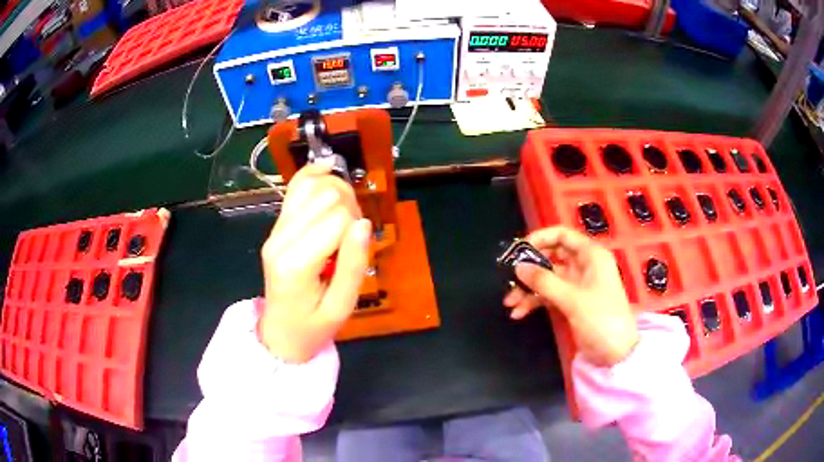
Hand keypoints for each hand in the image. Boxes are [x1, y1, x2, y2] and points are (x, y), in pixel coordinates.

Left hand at [259, 164, 371, 362]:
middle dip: (349, 207)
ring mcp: (275, 230)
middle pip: (325, 196)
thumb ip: (353, 266)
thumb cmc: (313, 327)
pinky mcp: (276, 227)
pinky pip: (294, 189)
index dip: (357, 228)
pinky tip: (328, 166)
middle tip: (352, 236)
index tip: (358, 249)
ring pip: (311, 186)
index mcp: (296, 264)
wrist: (280, 333)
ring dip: (336, 193)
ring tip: (343, 218)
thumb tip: (364, 223)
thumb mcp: (341, 307)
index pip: (338, 219)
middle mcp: (280, 239)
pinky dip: (312, 174)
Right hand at [503, 226, 637, 366]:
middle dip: (530, 268)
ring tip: (509, 302)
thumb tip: (518, 267)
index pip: (562, 235)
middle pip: (551, 256)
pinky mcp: (572, 302)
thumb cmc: (601, 319)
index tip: (518, 250)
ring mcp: (577, 285)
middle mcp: (584, 266)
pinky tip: (519, 312)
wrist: (616, 352)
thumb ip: (544, 281)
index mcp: (591, 256)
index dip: (539, 239)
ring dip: (528, 288)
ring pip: (548, 278)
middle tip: (509, 278)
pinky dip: (534, 301)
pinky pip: (549, 295)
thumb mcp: (572, 299)